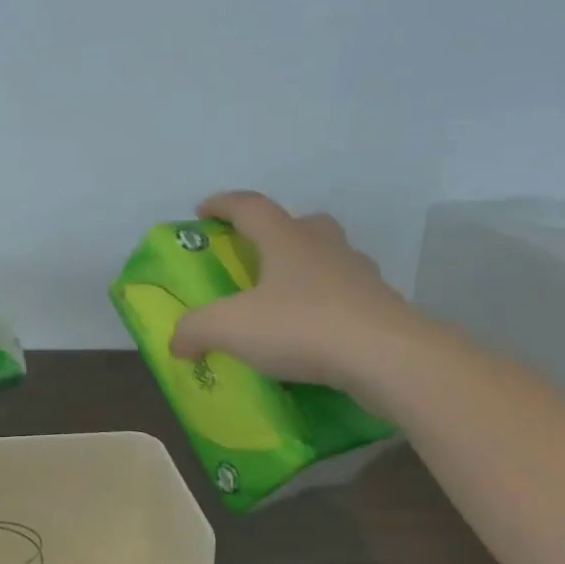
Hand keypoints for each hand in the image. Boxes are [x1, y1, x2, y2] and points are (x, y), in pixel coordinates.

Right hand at [168, 191, 416, 398]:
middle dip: (276, 233)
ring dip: (307, 270)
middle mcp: (325, 248)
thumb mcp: (230, 328)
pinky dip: (328, 308)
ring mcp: (360, 276)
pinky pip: (348, 298)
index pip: (250, 207)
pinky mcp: (382, 308)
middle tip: (257, 255)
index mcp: (286, 240)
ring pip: (330, 259)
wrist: (388, 358)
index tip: (203, 211)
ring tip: (285, 300)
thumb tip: (177, 342)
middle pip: (301, 224)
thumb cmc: (302, 327)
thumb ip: (195, 330)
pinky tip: (315, 335)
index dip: (223, 205)